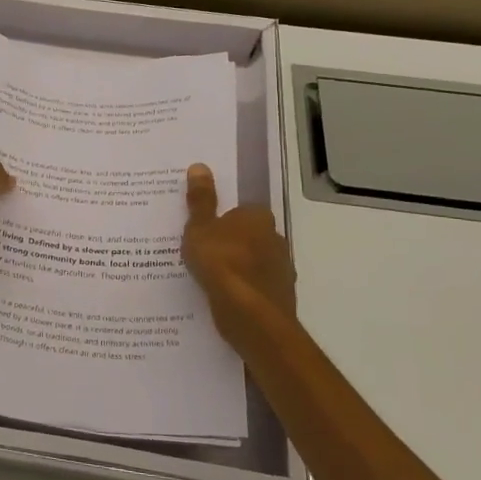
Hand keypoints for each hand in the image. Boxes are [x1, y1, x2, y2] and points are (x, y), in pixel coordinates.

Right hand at [181, 163, 296, 341]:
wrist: (249, 314)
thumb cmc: (221, 262)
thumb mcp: (199, 228)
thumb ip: (200, 200)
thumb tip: (200, 166)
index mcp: (258, 217)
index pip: (242, 211)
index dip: (223, 220)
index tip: (204, 231)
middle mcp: (275, 239)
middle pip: (250, 236)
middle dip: (232, 243)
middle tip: (204, 253)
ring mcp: (281, 269)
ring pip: (255, 263)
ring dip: (238, 268)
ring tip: (210, 279)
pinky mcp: (280, 296)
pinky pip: (256, 287)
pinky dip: (244, 290)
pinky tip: (224, 298)